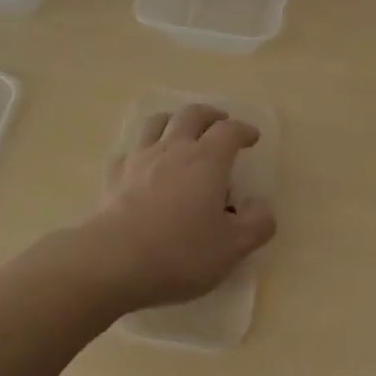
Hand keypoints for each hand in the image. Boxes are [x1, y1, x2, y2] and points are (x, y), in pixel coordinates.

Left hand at [79, 103, 276, 313]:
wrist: (113, 261)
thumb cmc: (179, 253)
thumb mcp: (232, 248)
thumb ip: (256, 224)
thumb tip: (261, 205)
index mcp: (207, 160)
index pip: (229, 131)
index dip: (243, 130)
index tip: (252, 137)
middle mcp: (174, 148)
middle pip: (192, 114)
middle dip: (209, 115)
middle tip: (219, 122)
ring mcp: (140, 158)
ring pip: (157, 122)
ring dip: (173, 119)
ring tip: (180, 130)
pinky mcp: (115, 176)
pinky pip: (129, 150)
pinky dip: (140, 150)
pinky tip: (142, 162)